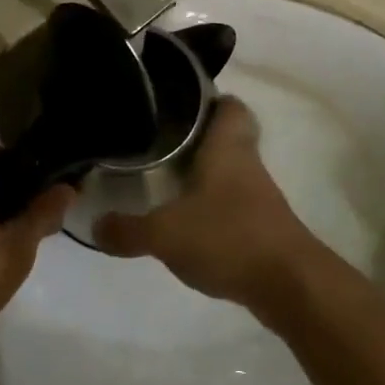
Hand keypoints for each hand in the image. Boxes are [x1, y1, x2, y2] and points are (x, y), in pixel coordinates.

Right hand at [94, 98, 330, 314]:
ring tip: (163, 178)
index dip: (207, 98)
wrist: (290, 285)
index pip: (229, 105)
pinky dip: (211, 206)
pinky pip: (232, 203)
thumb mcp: (165, 234)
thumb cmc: (229, 237)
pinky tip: (185, 220)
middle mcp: (246, 164)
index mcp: (227, 148)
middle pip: (227, 136)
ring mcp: (258, 196)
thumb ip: (127, 229)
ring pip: (229, 170)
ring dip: (203, 173)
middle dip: (197, 137)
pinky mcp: (262, 227)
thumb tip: (93, 225)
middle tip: (159, 141)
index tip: (175, 102)